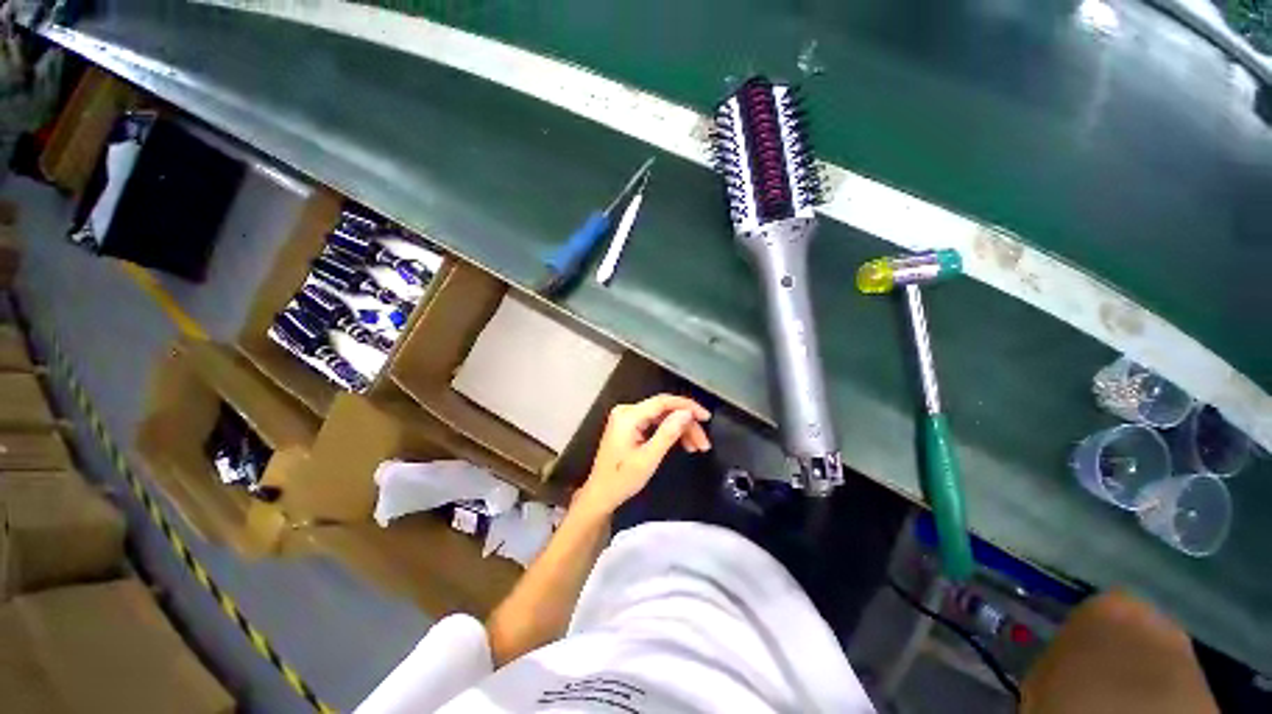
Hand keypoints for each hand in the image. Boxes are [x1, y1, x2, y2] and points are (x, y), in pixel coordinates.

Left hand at [575, 395, 711, 515]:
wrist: (600, 495)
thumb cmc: (622, 480)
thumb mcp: (648, 458)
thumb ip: (668, 433)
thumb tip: (687, 413)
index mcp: (628, 415)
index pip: (663, 402)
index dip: (687, 406)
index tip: (706, 417)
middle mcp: (627, 411)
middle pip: (664, 410)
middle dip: (686, 424)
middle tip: (703, 443)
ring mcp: (627, 418)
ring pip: (662, 416)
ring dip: (680, 429)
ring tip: (697, 447)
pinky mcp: (629, 426)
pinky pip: (655, 423)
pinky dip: (669, 432)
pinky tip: (682, 444)